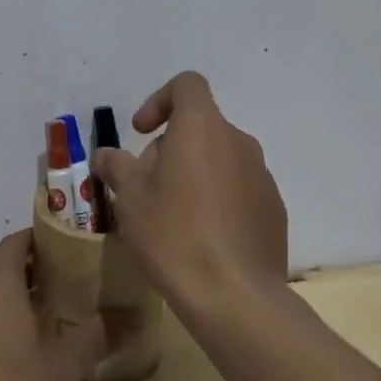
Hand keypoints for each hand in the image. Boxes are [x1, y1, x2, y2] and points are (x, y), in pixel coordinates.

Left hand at [0, 231, 107, 380]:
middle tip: (64, 294)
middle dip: (29, 278)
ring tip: (38, 331)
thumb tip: (133, 317)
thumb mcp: (65, 369)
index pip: (16, 243)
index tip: (67, 250)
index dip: (40, 241)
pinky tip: (5, 366)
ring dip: (5, 308)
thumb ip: (97, 336)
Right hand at [91, 71, 287, 308]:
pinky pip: (238, 187)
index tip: (141, 132)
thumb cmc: (173, 234)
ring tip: (173, 215)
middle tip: (147, 187)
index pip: (186, 85)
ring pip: (219, 158)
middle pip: (200, 126)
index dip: (159, 99)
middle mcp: (238, 141)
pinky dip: (218, 198)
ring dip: (194, 173)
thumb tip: (107, 155)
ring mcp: (261, 175)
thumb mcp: (130, 198)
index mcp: (202, 127)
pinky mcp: (273, 207)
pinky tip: (203, 237)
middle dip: (170, 147)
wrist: (234, 295)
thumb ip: (116, 166)